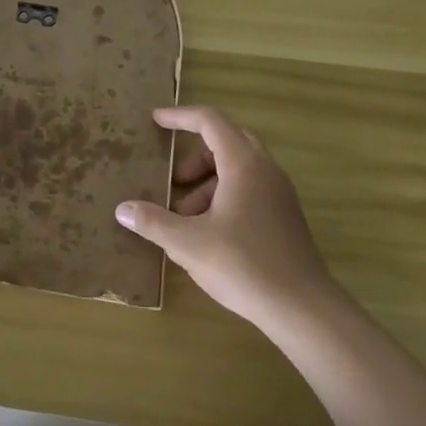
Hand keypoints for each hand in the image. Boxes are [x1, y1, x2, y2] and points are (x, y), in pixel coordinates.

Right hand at [116, 105, 339, 330]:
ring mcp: (280, 193)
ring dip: (209, 182)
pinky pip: (250, 189)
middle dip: (196, 155)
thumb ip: (153, 222)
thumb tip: (122, 210)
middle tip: (174, 178)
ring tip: (185, 215)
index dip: (180, 117)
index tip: (156, 120)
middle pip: (228, 141)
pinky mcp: (285, 217)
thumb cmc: (243, 265)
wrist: (303, 308)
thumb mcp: (188, 243)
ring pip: (239, 168)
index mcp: (243, 164)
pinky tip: (209, 232)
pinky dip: (225, 196)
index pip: (210, 121)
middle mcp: (265, 170)